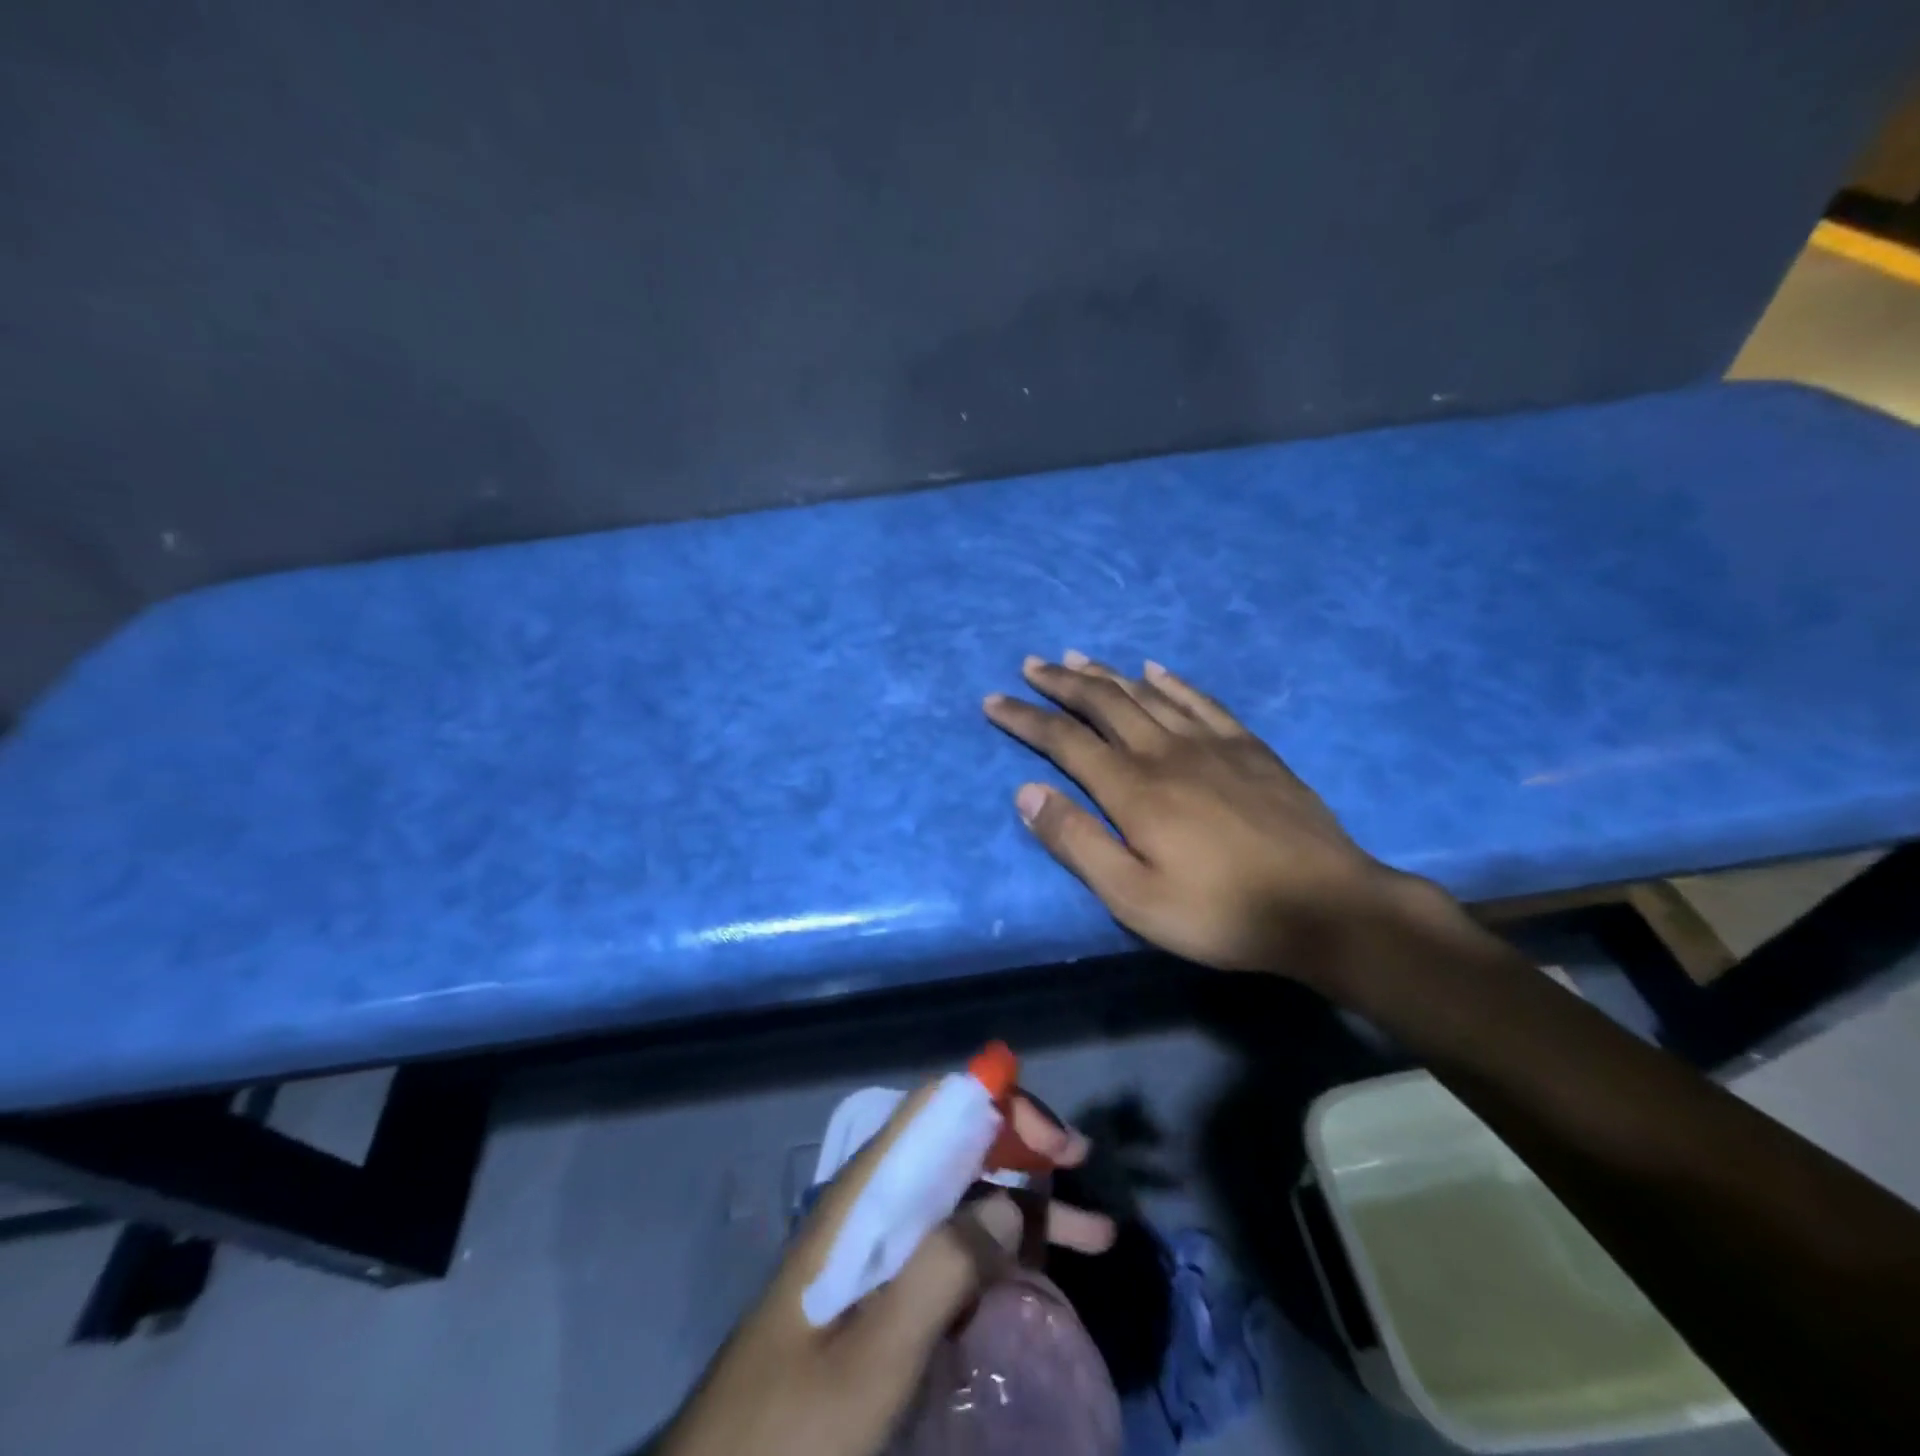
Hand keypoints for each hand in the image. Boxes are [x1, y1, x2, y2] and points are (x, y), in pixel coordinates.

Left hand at [658, 1083, 1113, 1455]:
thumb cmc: (788, 1427)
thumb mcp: (871, 1360)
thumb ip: (939, 1274)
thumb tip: (1006, 1206)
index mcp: (865, 1194)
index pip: (935, 1108)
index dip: (996, 1103)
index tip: (1054, 1142)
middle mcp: (875, 1204)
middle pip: (958, 1146)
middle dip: (1024, 1149)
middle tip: (1083, 1172)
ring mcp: (880, 1248)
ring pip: (963, 1199)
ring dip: (1025, 1206)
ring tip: (1093, 1236)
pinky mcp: (884, 1291)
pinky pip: (953, 1249)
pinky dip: (1002, 1250)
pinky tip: (1037, 1278)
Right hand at [984, 653, 1433, 982]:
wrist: (1325, 907)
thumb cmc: (1219, 912)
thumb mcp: (1133, 896)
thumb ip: (1077, 842)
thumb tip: (1027, 793)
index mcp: (1132, 788)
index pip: (1064, 740)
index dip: (1025, 718)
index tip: (993, 700)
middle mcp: (1165, 751)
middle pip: (1103, 704)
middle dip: (1061, 683)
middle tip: (1032, 664)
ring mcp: (1211, 744)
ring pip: (1146, 694)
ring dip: (1106, 674)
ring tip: (1077, 657)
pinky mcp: (1249, 748)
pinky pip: (1201, 701)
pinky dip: (1171, 681)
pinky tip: (1155, 669)